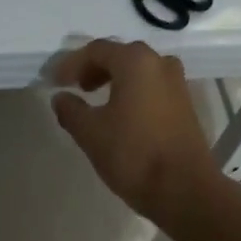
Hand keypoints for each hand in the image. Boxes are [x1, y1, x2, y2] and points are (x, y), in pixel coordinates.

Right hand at [50, 38, 225, 226]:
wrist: (184, 190)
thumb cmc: (133, 154)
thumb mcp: (91, 133)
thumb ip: (71, 110)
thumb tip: (61, 98)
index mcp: (136, 62)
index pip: (96, 50)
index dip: (71, 64)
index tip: (54, 82)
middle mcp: (160, 63)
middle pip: (120, 56)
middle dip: (94, 68)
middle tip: (75, 87)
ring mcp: (177, 83)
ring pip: (139, 71)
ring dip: (115, 80)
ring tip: (96, 101)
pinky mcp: (185, 104)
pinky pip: (152, 87)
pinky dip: (133, 92)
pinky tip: (121, 114)